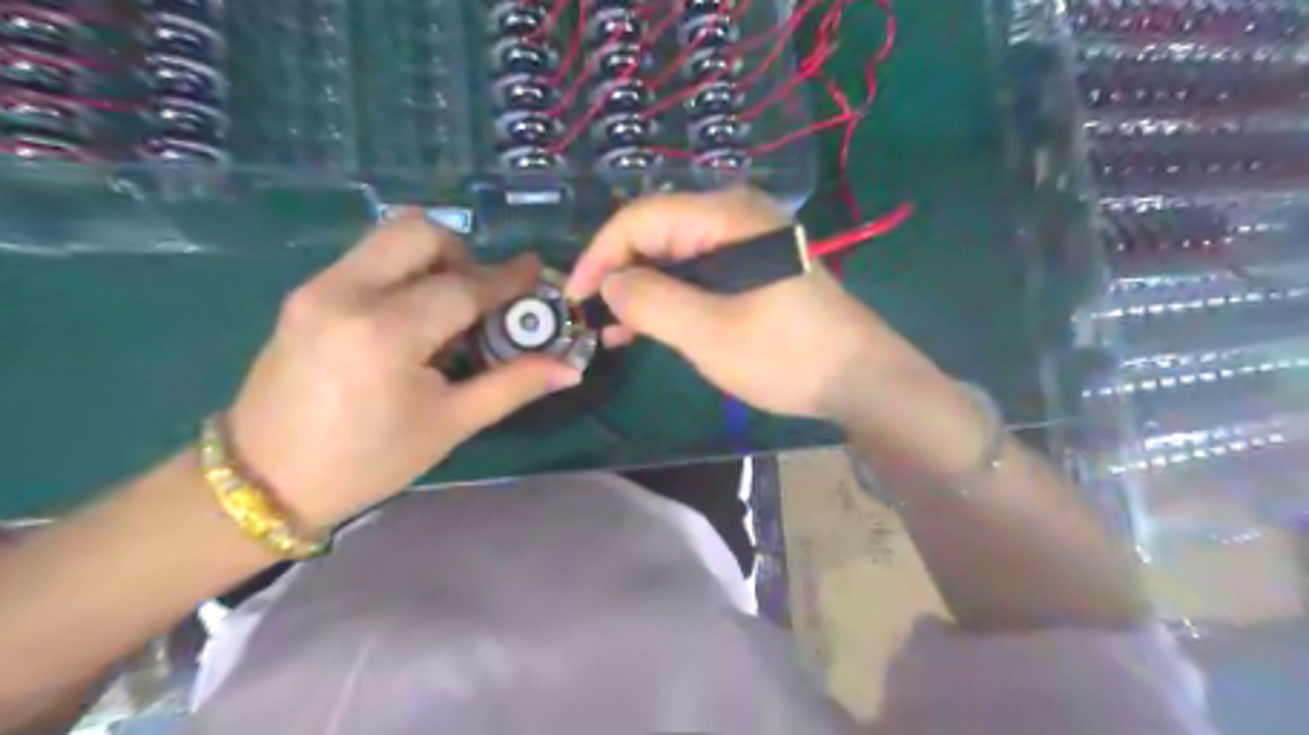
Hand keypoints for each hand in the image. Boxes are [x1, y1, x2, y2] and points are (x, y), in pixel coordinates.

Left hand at [226, 211, 578, 527]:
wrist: (264, 481)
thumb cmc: (367, 461)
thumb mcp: (449, 425)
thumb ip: (513, 385)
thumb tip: (569, 368)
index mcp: (385, 333)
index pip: (463, 287)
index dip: (508, 279)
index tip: (538, 272)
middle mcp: (346, 292)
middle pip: (420, 231)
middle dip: (463, 254)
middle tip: (478, 298)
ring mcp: (317, 287)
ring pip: (391, 237)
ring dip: (433, 259)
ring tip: (446, 308)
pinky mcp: (305, 293)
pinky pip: (369, 258)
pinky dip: (404, 272)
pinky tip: (411, 319)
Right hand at [567, 186, 942, 421]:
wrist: (861, 379)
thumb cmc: (787, 354)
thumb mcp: (711, 333)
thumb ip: (652, 302)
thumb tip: (610, 284)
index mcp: (725, 217)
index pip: (641, 218)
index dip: (600, 255)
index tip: (573, 297)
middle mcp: (734, 218)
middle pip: (656, 232)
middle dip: (619, 273)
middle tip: (591, 317)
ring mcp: (746, 244)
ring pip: (673, 256)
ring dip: (641, 290)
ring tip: (612, 330)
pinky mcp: (752, 271)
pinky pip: (697, 275)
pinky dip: (669, 298)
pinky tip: (648, 328)